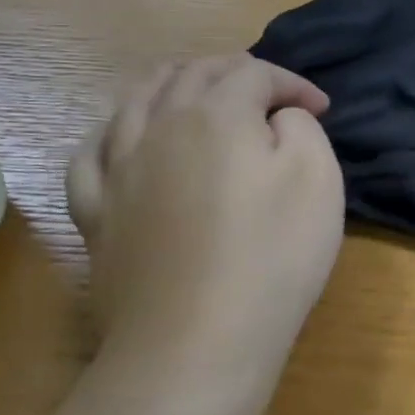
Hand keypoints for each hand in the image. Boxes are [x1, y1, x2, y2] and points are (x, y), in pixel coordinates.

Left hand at [68, 55, 344, 410]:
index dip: (293, 83)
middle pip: (192, 74)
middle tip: (268, 91)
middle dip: (235, 72)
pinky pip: (92, 154)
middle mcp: (158, 126)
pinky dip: (115, 132)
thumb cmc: (272, 255)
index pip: (255, 74)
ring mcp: (118, 170)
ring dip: (172, 83)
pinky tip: (124, 139)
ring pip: (135, 100)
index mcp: (217, 114)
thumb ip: (301, 128)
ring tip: (195, 90)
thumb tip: (276, 118)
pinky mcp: (96, 213)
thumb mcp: (318, 178)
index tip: (322, 109)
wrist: (197, 343)